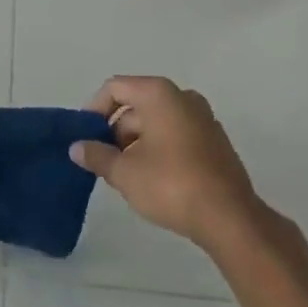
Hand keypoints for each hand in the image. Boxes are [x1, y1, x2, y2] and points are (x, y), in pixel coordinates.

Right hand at [70, 76, 262, 250]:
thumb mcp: (125, 173)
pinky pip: (176, 134)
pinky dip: (159, 148)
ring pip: (156, 121)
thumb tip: (76, 148)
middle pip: (136, 105)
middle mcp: (182, 96)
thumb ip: (97, 156)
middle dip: (115, 132)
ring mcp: (203, 118)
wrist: (231, 219)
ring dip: (136, 143)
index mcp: (159, 93)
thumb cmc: (171, 185)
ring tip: (126, 176)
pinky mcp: (214, 141)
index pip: (115, 88)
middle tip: (103, 162)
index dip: (94, 109)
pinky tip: (153, 179)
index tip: (85, 137)